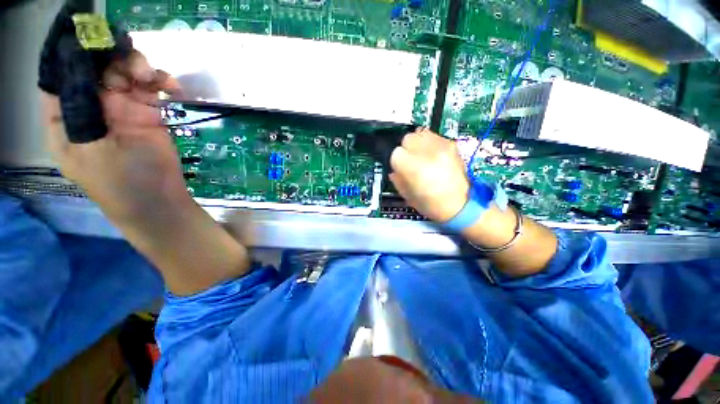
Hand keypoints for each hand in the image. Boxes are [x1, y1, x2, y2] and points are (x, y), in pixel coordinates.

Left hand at [43, 50, 250, 294]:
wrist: (159, 201)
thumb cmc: (120, 183)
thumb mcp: (90, 149)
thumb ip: (81, 110)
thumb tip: (81, 69)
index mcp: (65, 117)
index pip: (61, 77)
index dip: (72, 56)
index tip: (89, 39)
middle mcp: (90, 108)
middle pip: (96, 69)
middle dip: (112, 59)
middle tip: (133, 66)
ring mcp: (122, 109)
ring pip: (125, 73)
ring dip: (140, 68)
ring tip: (153, 78)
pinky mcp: (148, 114)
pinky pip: (152, 88)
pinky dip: (161, 82)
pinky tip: (171, 87)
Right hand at [389, 128, 469, 222]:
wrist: (461, 206)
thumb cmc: (431, 205)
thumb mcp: (407, 195)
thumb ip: (397, 179)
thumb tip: (394, 170)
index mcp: (413, 168)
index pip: (396, 153)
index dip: (396, 162)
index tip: (400, 168)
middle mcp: (427, 152)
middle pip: (407, 138)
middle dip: (406, 149)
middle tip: (411, 161)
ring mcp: (441, 146)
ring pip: (420, 133)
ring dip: (418, 143)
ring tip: (421, 156)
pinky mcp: (452, 145)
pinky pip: (434, 136)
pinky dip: (430, 143)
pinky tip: (433, 155)